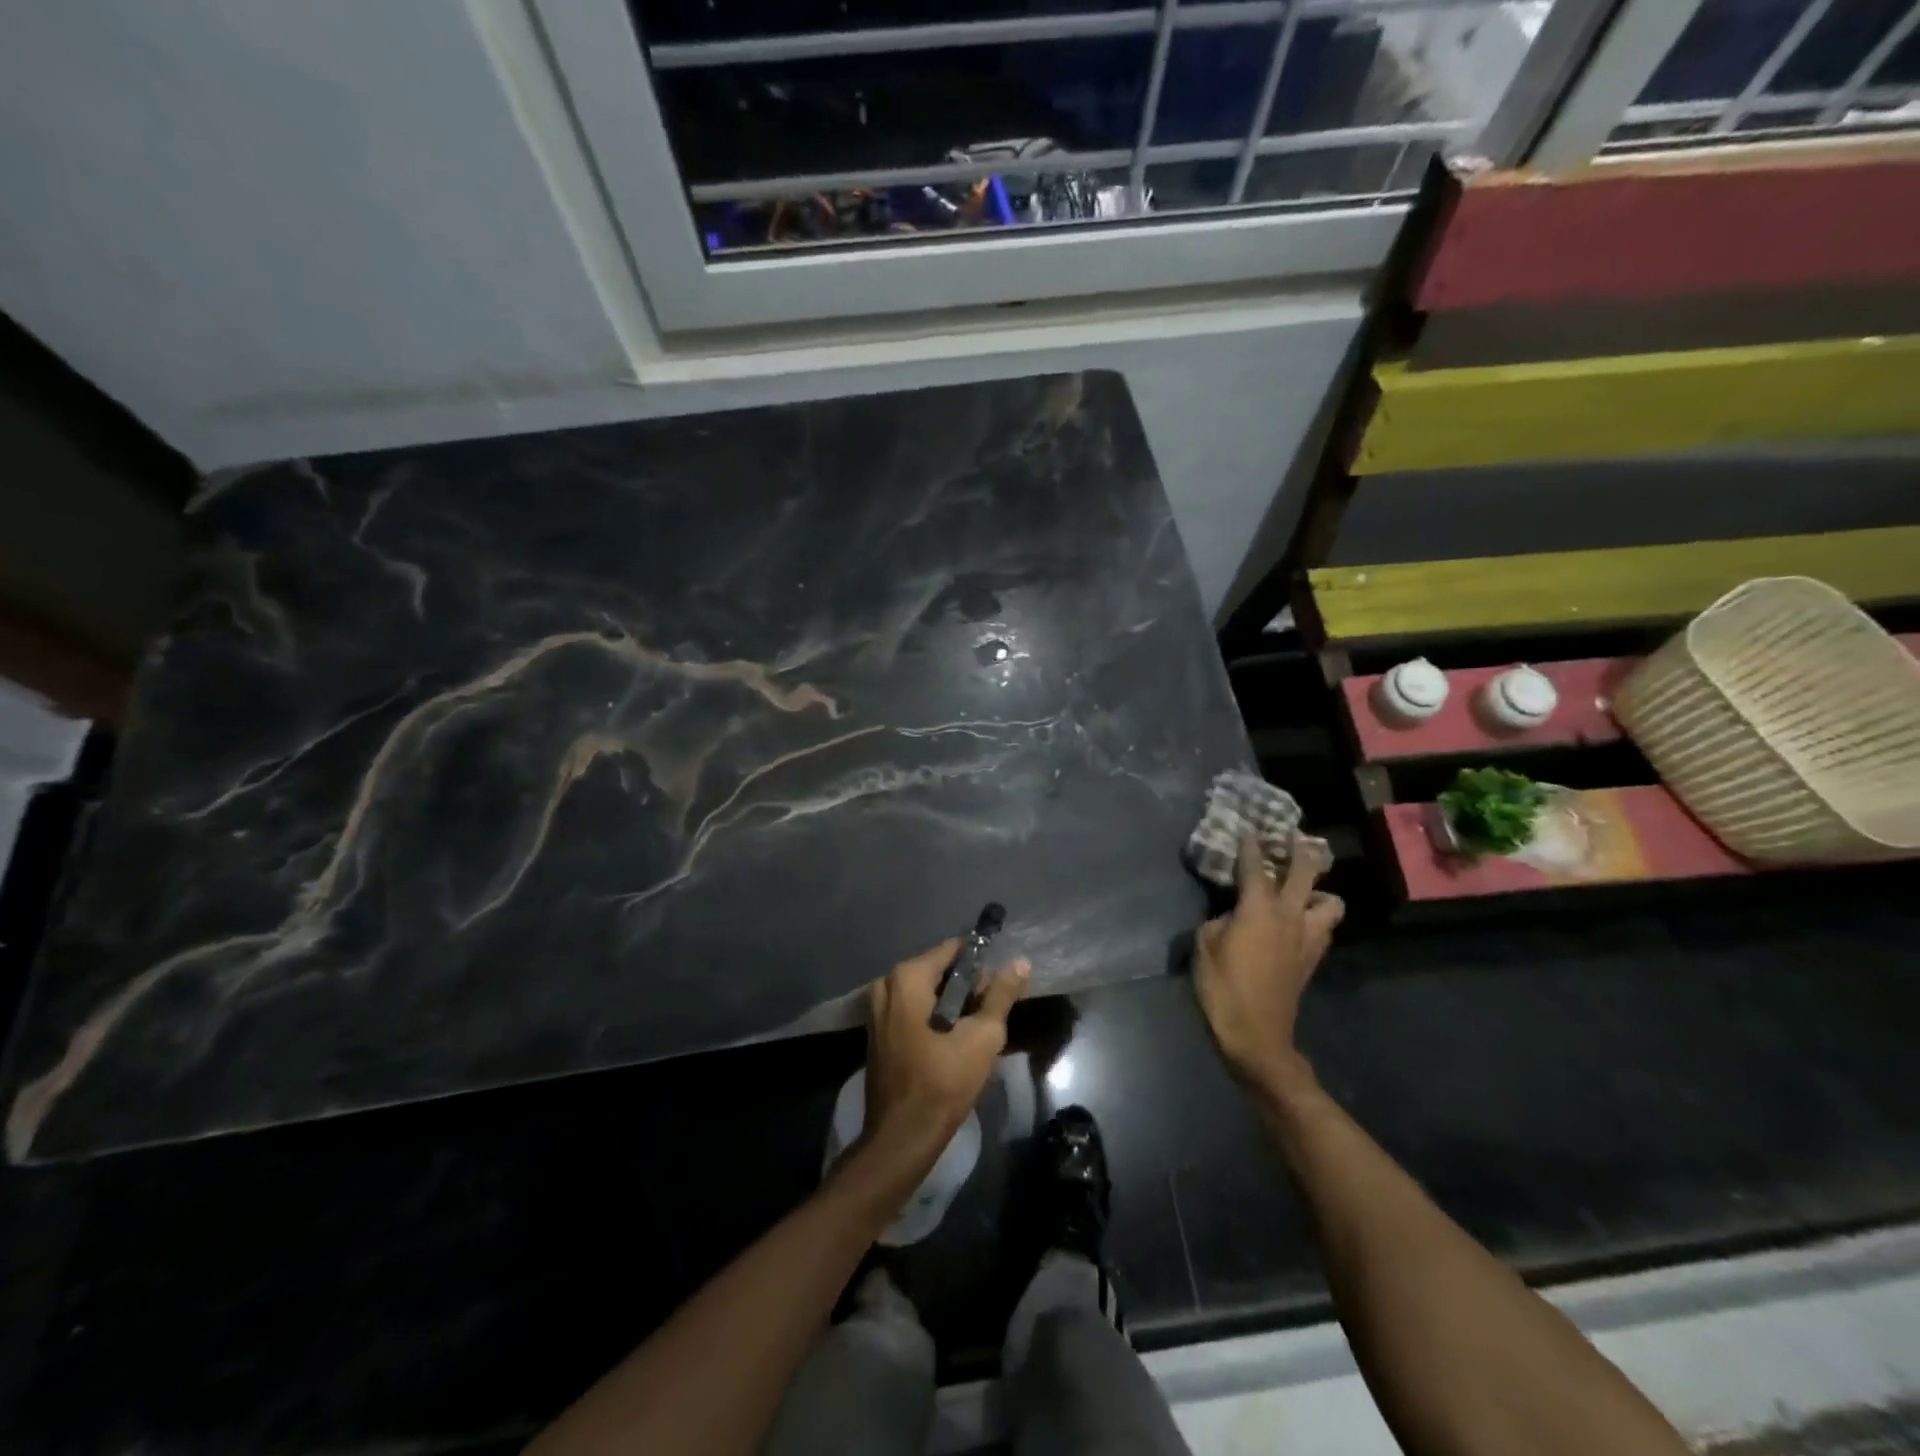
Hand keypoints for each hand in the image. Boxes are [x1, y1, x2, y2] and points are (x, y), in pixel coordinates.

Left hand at [862, 939, 1029, 1164]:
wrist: (902, 1137)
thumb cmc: (943, 1083)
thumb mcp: (982, 1037)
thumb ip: (1001, 995)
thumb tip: (1020, 961)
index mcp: (906, 978)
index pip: (952, 950)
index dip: (981, 963)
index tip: (1001, 982)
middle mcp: (886, 984)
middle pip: (938, 970)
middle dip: (967, 986)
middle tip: (992, 1011)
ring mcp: (877, 1009)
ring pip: (925, 992)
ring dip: (952, 1004)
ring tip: (977, 1029)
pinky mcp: (877, 1032)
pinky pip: (912, 1010)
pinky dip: (933, 1017)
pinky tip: (954, 1041)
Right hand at [1194, 833, 1342, 1087]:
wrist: (1256, 1034)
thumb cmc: (1223, 987)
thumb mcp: (1204, 945)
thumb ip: (1219, 920)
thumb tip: (1231, 915)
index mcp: (1259, 908)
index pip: (1255, 866)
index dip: (1250, 845)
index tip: (1248, 827)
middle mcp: (1290, 915)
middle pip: (1306, 872)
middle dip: (1301, 850)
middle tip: (1292, 838)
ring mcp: (1307, 937)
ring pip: (1330, 901)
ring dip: (1318, 890)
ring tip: (1302, 889)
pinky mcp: (1312, 958)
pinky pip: (1324, 926)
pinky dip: (1316, 916)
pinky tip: (1299, 920)